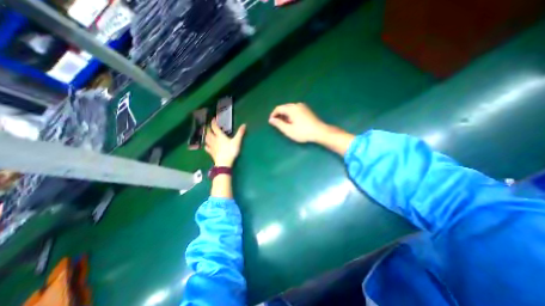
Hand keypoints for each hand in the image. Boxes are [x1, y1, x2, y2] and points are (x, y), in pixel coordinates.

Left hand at [204, 120, 246, 166]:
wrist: (224, 163)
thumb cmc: (230, 151)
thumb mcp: (237, 141)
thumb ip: (240, 133)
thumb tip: (244, 124)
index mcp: (220, 136)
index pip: (215, 127)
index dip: (213, 122)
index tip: (213, 119)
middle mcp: (214, 140)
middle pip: (208, 133)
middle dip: (208, 128)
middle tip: (209, 126)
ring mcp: (212, 147)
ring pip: (206, 139)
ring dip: (206, 135)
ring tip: (207, 134)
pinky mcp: (211, 153)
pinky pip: (207, 148)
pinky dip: (206, 145)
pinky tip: (207, 146)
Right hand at [268, 102, 326, 141]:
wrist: (320, 132)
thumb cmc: (303, 132)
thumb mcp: (289, 130)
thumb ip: (279, 124)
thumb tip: (271, 120)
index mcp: (292, 109)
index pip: (279, 108)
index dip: (273, 114)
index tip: (271, 122)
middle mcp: (297, 105)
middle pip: (284, 107)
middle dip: (279, 115)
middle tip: (277, 124)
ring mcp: (303, 107)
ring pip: (290, 109)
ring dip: (285, 115)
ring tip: (285, 124)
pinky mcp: (307, 110)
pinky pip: (295, 110)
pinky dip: (291, 115)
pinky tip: (292, 122)